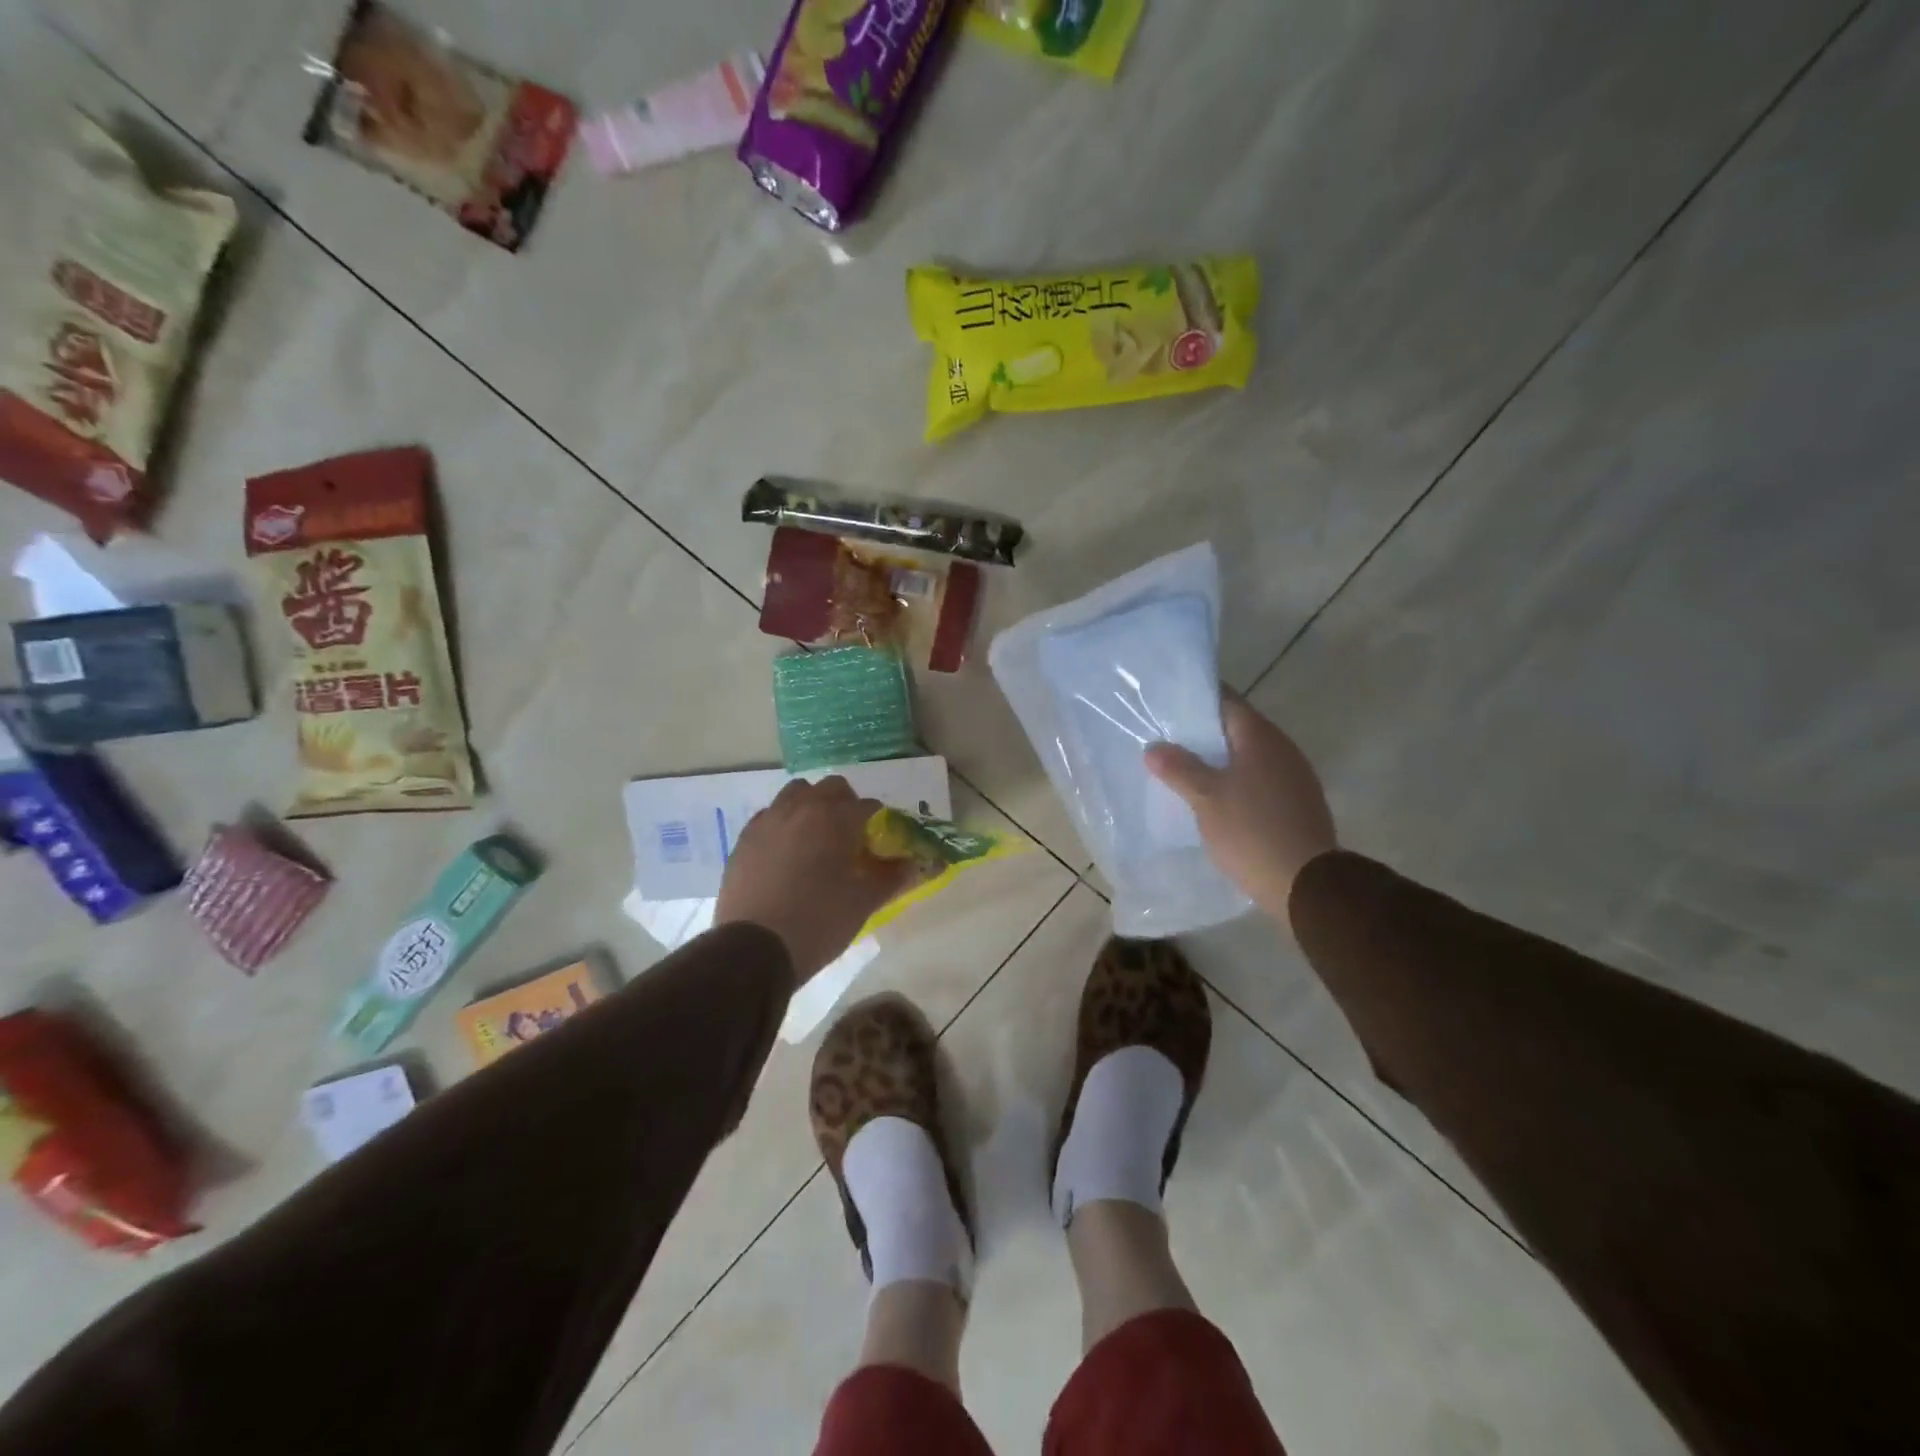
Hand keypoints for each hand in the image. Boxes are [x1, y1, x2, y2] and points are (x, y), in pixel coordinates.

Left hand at [713, 777, 919, 984]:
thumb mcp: (864, 902)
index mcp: (836, 818)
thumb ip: (892, 877)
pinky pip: (769, 816)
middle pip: (830, 788)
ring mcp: (768, 820)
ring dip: (811, 806)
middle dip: (845, 804)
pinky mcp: (744, 839)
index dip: (878, 822)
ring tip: (816, 838)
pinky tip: (786, 853)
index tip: (879, 844)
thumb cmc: (819, 922)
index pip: (867, 806)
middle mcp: (801, 808)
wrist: (754, 949)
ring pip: (795, 794)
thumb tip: (912, 864)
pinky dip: (783, 824)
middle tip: (850, 836)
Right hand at [1144, 692, 1337, 916]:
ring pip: (1249, 757)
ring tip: (1185, 770)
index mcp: (1261, 738)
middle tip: (1167, 739)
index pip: (1227, 702)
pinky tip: (1216, 799)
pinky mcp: (1297, 804)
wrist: (1307, 884)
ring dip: (1220, 760)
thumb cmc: (1252, 831)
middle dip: (1204, 733)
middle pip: (1238, 729)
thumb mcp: (1206, 798)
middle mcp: (1283, 749)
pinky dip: (1236, 782)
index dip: (1197, 700)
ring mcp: (1294, 778)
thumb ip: (1179, 769)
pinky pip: (1260, 781)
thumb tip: (1154, 748)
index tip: (1168, 704)